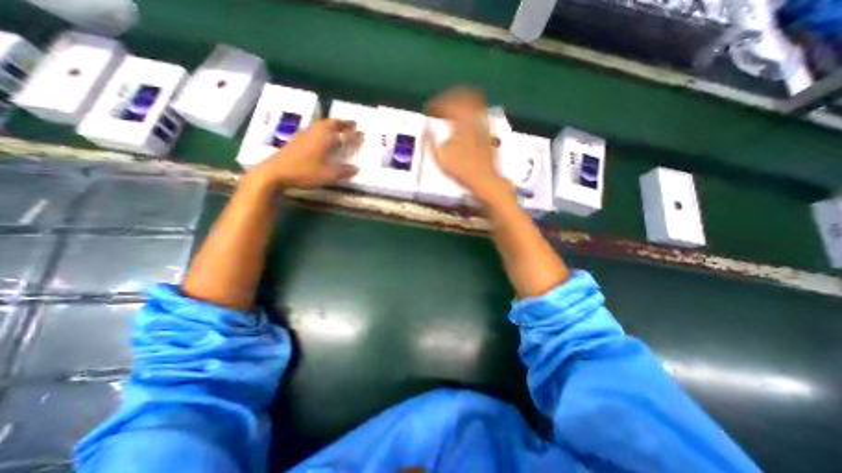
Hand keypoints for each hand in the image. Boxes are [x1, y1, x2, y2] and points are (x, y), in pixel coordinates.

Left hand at [248, 119, 356, 189]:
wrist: (275, 171)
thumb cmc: (304, 172)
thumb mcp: (328, 175)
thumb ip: (344, 171)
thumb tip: (356, 168)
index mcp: (325, 138)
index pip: (344, 134)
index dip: (354, 134)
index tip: (362, 133)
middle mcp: (316, 132)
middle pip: (332, 123)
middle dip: (343, 123)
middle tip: (352, 124)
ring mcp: (305, 134)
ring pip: (322, 124)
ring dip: (333, 124)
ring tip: (339, 128)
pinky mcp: (297, 139)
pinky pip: (315, 128)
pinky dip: (323, 129)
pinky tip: (322, 135)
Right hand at [428, 87, 513, 202]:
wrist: (485, 179)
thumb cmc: (462, 170)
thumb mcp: (441, 158)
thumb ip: (431, 142)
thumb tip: (426, 130)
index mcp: (461, 124)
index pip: (447, 104)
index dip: (437, 103)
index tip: (430, 107)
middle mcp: (474, 119)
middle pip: (464, 96)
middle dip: (451, 96)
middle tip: (442, 101)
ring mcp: (483, 124)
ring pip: (474, 102)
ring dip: (462, 100)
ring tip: (453, 105)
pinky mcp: (489, 131)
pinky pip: (480, 113)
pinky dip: (472, 110)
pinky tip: (467, 117)